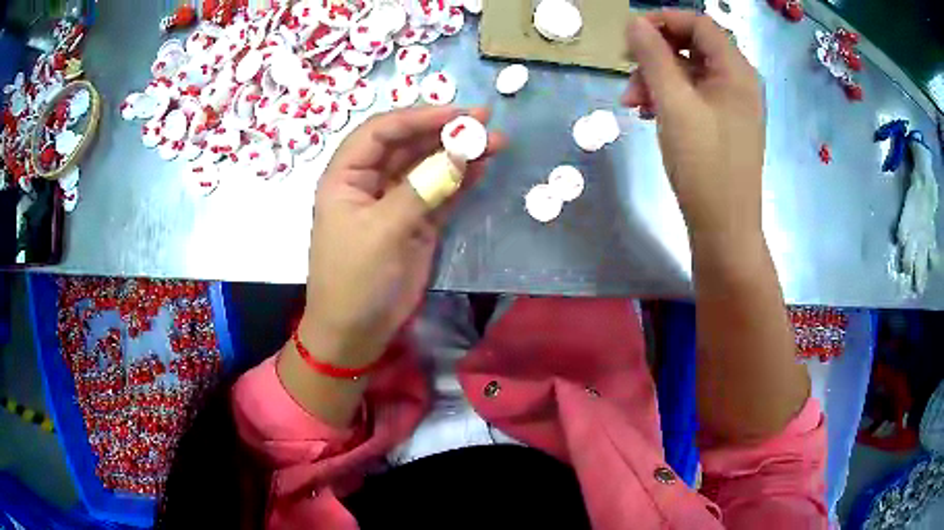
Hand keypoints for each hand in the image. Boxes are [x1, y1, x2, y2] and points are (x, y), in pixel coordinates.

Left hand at [300, 107, 503, 367]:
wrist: (356, 331)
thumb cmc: (355, 279)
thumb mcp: (382, 230)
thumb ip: (422, 188)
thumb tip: (461, 153)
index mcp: (346, 176)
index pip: (381, 132)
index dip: (418, 117)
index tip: (457, 114)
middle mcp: (370, 181)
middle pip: (408, 144)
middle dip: (445, 131)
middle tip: (486, 121)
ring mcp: (395, 201)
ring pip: (428, 166)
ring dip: (458, 153)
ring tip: (495, 142)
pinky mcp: (416, 222)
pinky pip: (440, 192)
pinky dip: (461, 180)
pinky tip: (482, 167)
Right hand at [623, 11, 765, 240]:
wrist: (724, 227)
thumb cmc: (703, 164)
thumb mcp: (674, 104)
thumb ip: (653, 56)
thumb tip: (634, 23)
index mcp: (735, 70)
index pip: (698, 23)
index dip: (662, 20)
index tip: (629, 35)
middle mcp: (738, 81)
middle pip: (692, 46)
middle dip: (654, 55)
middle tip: (626, 72)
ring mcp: (732, 105)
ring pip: (689, 73)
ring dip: (657, 79)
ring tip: (633, 104)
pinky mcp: (723, 124)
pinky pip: (693, 96)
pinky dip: (669, 98)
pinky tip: (649, 115)